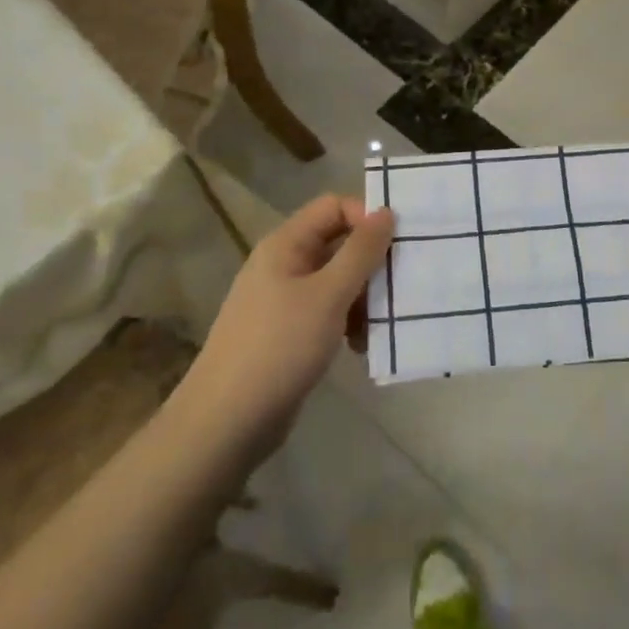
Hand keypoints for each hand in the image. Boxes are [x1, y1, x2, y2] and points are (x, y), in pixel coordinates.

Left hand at [186, 195, 393, 454]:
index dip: (366, 217)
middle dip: (371, 263)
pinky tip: (360, 347)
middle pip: (338, 243)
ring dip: (364, 297)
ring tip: (380, 325)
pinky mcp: (290, 332)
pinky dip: (348, 322)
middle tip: (401, 286)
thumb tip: (386, 211)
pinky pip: (328, 311)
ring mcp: (285, 299)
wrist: (227, 422)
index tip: (397, 245)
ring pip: (337, 280)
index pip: (334, 206)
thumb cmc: (279, 347)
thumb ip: (360, 252)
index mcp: (286, 244)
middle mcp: (284, 264)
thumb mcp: (328, 295)